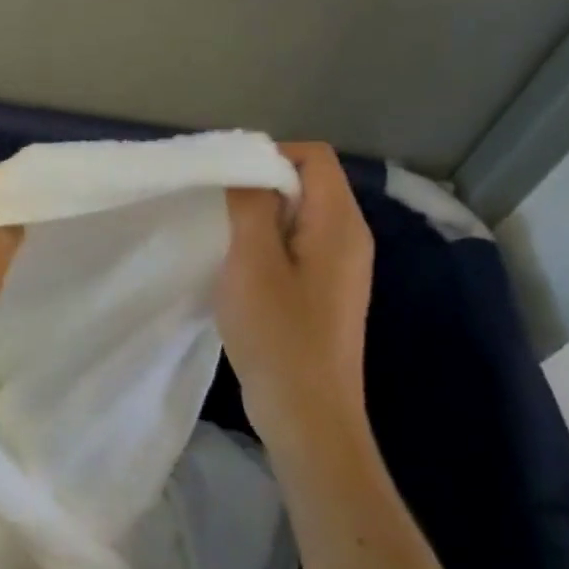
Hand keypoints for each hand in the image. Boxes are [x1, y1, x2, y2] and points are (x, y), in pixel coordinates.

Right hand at [216, 142, 374, 453]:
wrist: (307, 413)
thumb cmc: (279, 334)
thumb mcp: (252, 261)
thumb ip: (250, 205)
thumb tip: (246, 168)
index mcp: (340, 224)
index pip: (313, 157)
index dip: (269, 156)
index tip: (227, 182)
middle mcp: (349, 238)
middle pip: (307, 183)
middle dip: (260, 186)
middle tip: (218, 212)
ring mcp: (340, 267)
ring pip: (298, 216)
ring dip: (259, 219)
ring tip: (224, 241)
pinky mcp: (325, 291)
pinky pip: (297, 246)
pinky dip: (267, 245)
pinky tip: (241, 271)